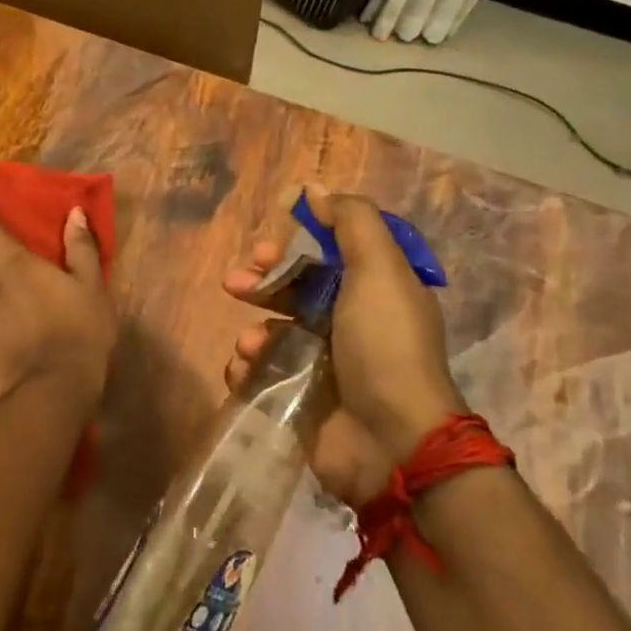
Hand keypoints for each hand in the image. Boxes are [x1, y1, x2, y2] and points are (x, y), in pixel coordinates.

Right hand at [223, 188, 463, 506]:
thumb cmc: (384, 345)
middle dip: (261, 283)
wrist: (392, 442)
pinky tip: (245, 371)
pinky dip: (247, 371)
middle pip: (293, 291)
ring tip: (252, 346)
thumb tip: (316, 187)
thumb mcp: (378, 269)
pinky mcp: (301, 403)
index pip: (325, 257)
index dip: (292, 246)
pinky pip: (262, 376)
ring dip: (254, 332)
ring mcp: (324, 367)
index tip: (266, 247)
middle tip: (237, 283)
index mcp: (372, 292)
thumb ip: (351, 221)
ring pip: (273, 333)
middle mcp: (349, 325)